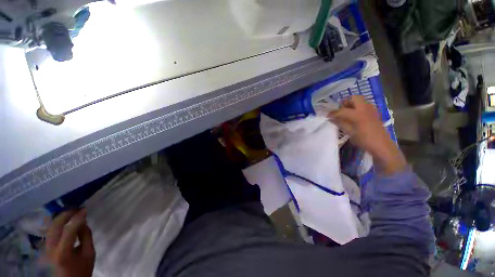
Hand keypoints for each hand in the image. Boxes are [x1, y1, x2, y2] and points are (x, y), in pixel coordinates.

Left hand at [46, 209, 94, 276]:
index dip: (78, 218)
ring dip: (60, 218)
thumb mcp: (89, 254)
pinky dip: (57, 225)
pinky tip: (63, 222)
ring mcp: (45, 249)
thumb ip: (86, 237)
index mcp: (63, 252)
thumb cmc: (82, 269)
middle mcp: (51, 249)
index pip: (70, 230)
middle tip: (76, 209)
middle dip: (65, 214)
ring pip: (50, 228)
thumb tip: (83, 222)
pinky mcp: (44, 249)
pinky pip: (50, 232)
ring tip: (71, 213)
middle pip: (55, 226)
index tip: (85, 209)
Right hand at [328, 96, 406, 174]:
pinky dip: (357, 107)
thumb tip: (331, 118)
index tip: (327, 116)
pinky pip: (364, 105)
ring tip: (346, 113)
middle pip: (353, 98)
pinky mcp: (374, 112)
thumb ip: (340, 123)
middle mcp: (365, 108)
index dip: (333, 113)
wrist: (381, 145)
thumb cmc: (364, 140)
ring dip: (351, 104)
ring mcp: (371, 109)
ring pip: (360, 100)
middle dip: (344, 103)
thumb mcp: (349, 132)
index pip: (341, 110)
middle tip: (340, 111)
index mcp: (357, 114)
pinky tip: (355, 116)